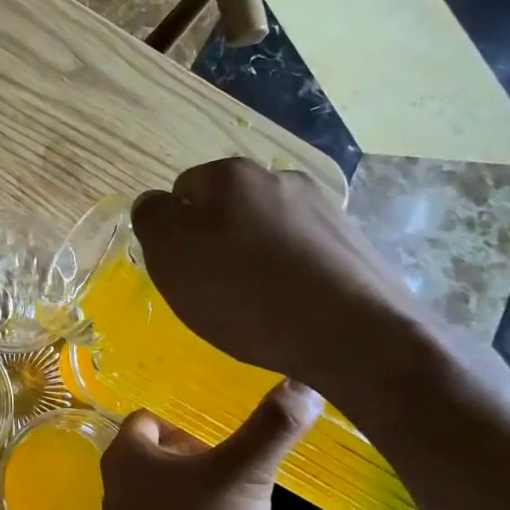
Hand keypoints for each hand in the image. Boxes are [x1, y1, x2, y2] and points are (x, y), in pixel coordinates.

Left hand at [99, 381, 320, 509]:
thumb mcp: (242, 475)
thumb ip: (271, 430)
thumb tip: (305, 384)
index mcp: (126, 455)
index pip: (148, 420)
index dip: (184, 424)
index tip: (223, 438)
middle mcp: (120, 484)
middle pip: (159, 455)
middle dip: (198, 457)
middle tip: (239, 468)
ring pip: (168, 492)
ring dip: (201, 492)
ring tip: (242, 500)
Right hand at [130, 157, 428, 400]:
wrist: (357, 335)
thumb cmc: (245, 294)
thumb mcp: (171, 257)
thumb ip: (152, 219)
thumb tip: (156, 203)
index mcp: (230, 175)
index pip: (181, 192)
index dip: (175, 232)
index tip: (184, 270)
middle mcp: (278, 178)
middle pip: (226, 208)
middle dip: (216, 241)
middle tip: (215, 289)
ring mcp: (322, 207)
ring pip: (265, 229)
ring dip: (254, 256)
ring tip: (257, 303)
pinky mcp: (353, 241)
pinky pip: (301, 252)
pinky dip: (290, 273)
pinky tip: (292, 306)